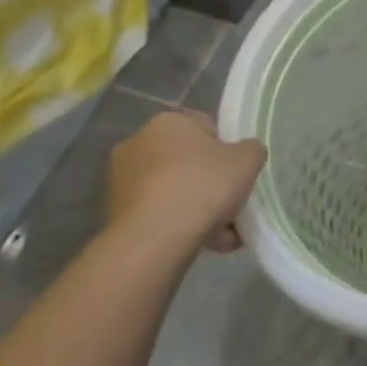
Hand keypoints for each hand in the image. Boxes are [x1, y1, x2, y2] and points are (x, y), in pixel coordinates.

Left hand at [107, 110, 265, 257]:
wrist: (154, 239)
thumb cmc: (203, 185)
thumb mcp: (248, 159)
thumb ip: (251, 149)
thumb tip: (245, 152)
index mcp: (168, 121)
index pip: (206, 126)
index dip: (227, 149)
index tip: (237, 172)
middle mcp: (138, 143)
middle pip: (187, 161)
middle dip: (210, 182)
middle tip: (232, 203)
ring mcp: (121, 180)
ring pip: (173, 190)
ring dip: (196, 207)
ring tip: (223, 234)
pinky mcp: (115, 214)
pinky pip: (158, 214)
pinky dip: (178, 225)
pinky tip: (203, 243)